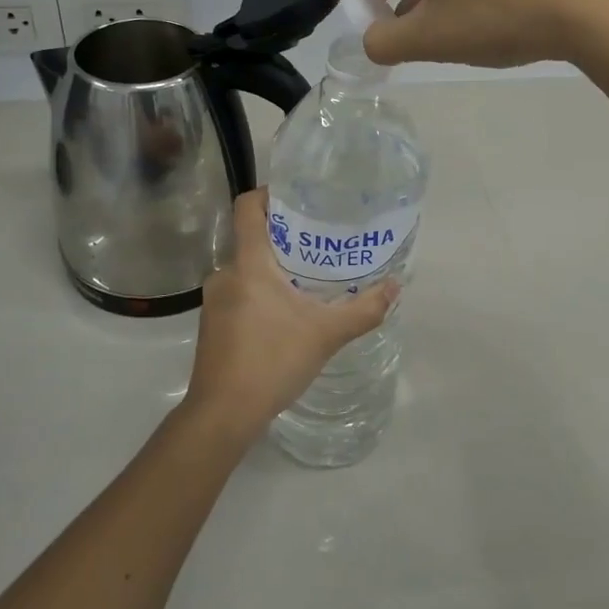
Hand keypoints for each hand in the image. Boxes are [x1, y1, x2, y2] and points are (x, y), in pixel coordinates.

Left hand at [183, 189, 398, 446]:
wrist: (223, 414)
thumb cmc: (272, 361)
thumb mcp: (326, 334)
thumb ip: (364, 309)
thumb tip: (396, 286)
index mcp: (248, 264)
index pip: (247, 207)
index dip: (268, 193)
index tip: (296, 197)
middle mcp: (225, 273)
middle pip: (251, 238)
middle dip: (284, 238)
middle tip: (319, 242)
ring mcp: (214, 300)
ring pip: (246, 269)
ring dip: (273, 270)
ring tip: (306, 280)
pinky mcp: (212, 324)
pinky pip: (238, 293)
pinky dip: (260, 293)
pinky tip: (285, 315)